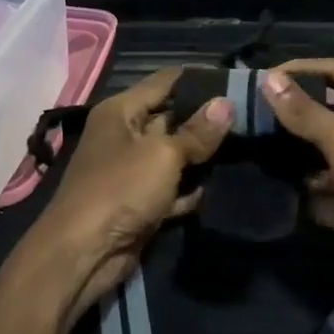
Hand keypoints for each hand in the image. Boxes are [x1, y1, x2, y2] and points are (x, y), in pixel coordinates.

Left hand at [30, 68, 231, 323]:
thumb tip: (227, 104)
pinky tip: (217, 187)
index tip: (237, 80)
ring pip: (174, 155)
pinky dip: (189, 190)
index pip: (165, 82)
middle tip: (249, 115)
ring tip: (245, 146)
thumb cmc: (120, 189)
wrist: (84, 253)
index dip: (198, 79)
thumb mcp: (163, 155)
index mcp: (120, 112)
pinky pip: (171, 188)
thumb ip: (197, 132)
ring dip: (201, 157)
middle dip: (206, 119)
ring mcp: (131, 171)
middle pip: (171, 118)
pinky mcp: (139, 202)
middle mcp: (124, 135)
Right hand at [260, 59, 333, 314]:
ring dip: (292, 155)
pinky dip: (300, 193)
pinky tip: (267, 188)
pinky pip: (322, 194)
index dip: (303, 69)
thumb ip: (305, 112)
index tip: (264, 76)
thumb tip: (269, 79)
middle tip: (249, 114)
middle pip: (328, 114)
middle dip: (292, 114)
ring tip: (249, 149)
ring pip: (322, 156)